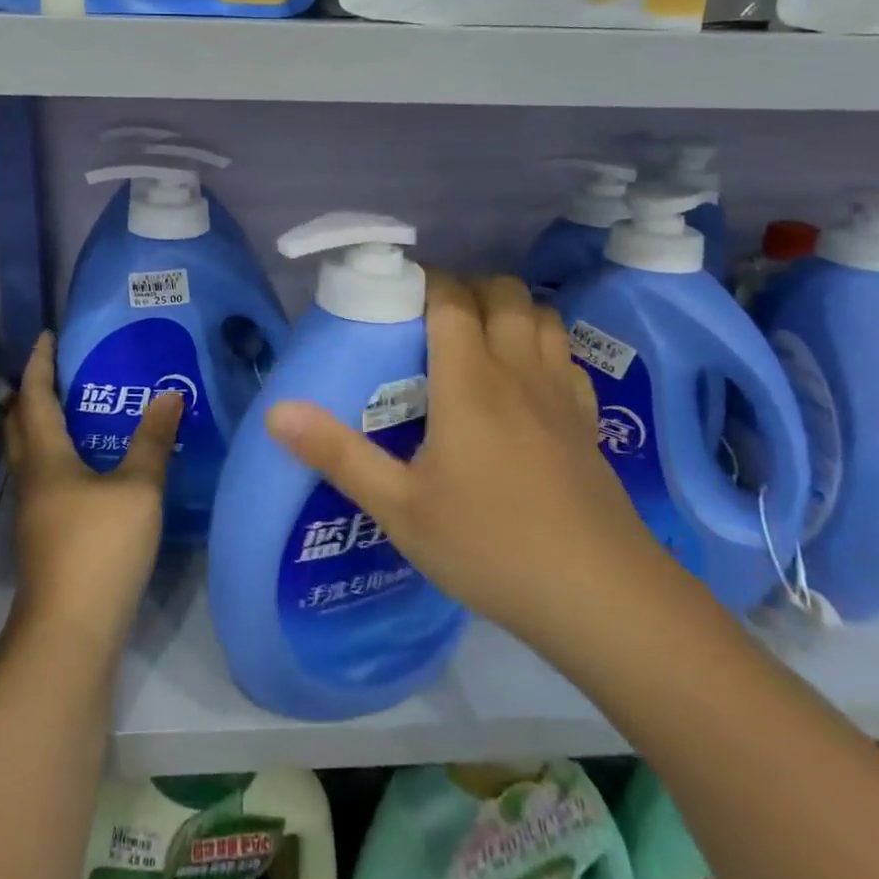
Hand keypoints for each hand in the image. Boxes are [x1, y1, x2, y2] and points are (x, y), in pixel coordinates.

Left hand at [3, 332, 183, 656]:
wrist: (70, 630)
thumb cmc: (101, 548)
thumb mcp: (138, 489)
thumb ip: (153, 441)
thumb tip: (170, 394)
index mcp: (46, 458)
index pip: (35, 397)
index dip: (39, 364)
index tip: (46, 336)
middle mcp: (31, 479)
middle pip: (20, 424)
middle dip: (32, 391)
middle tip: (56, 369)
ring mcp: (33, 511)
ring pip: (29, 453)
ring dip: (41, 424)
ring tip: (74, 408)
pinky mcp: (43, 535)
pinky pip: (43, 477)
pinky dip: (56, 454)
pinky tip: (86, 465)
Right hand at [264, 274, 679, 677]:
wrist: (603, 597)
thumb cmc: (490, 546)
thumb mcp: (399, 507)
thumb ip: (337, 454)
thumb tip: (275, 412)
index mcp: (469, 381)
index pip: (451, 300)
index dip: (426, 281)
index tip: (398, 290)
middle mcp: (518, 371)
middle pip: (504, 293)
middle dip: (469, 287)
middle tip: (432, 316)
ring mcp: (560, 394)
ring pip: (542, 317)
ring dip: (510, 309)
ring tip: (478, 336)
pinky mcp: (589, 422)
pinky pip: (566, 357)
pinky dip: (543, 346)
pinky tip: (526, 378)